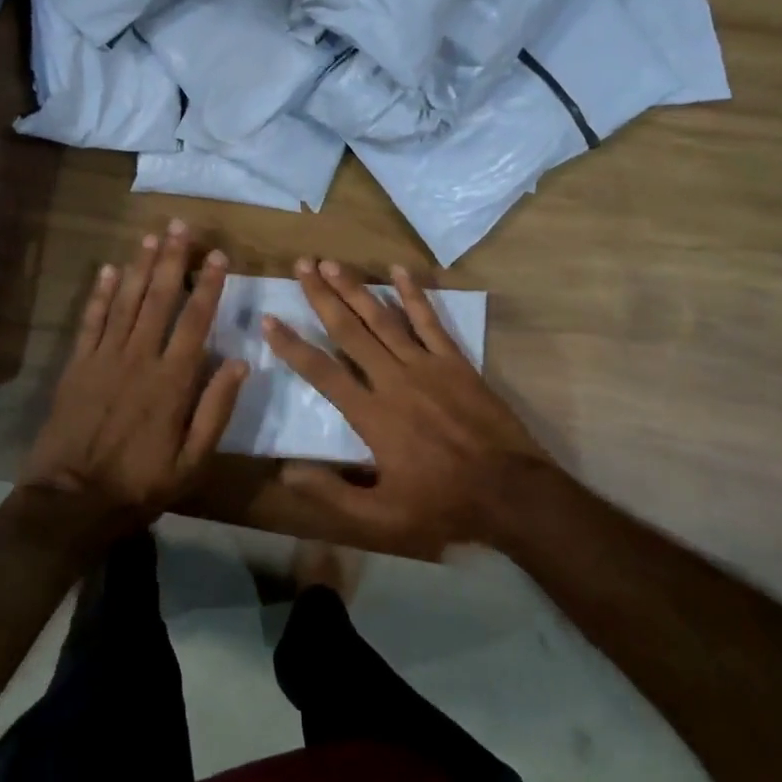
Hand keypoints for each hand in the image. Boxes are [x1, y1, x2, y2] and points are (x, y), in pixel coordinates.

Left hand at [23, 222, 247, 535]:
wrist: (72, 500)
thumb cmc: (140, 483)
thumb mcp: (192, 460)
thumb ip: (216, 410)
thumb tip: (241, 362)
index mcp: (173, 380)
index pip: (195, 321)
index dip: (208, 285)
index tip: (217, 255)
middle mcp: (140, 358)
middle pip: (159, 299)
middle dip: (172, 260)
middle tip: (181, 226)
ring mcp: (104, 358)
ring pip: (126, 302)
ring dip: (140, 267)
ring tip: (152, 237)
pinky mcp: (77, 366)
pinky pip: (91, 321)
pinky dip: (100, 294)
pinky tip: (110, 270)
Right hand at [262, 259, 558, 553]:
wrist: (511, 492)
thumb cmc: (442, 504)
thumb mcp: (382, 518)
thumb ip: (333, 494)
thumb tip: (287, 472)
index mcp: (372, 415)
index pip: (322, 372)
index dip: (292, 346)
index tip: (270, 320)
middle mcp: (394, 380)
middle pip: (349, 330)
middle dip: (322, 296)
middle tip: (301, 266)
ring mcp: (427, 366)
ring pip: (383, 318)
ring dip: (356, 288)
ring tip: (332, 263)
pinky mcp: (455, 362)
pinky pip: (430, 321)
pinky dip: (413, 294)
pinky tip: (399, 270)